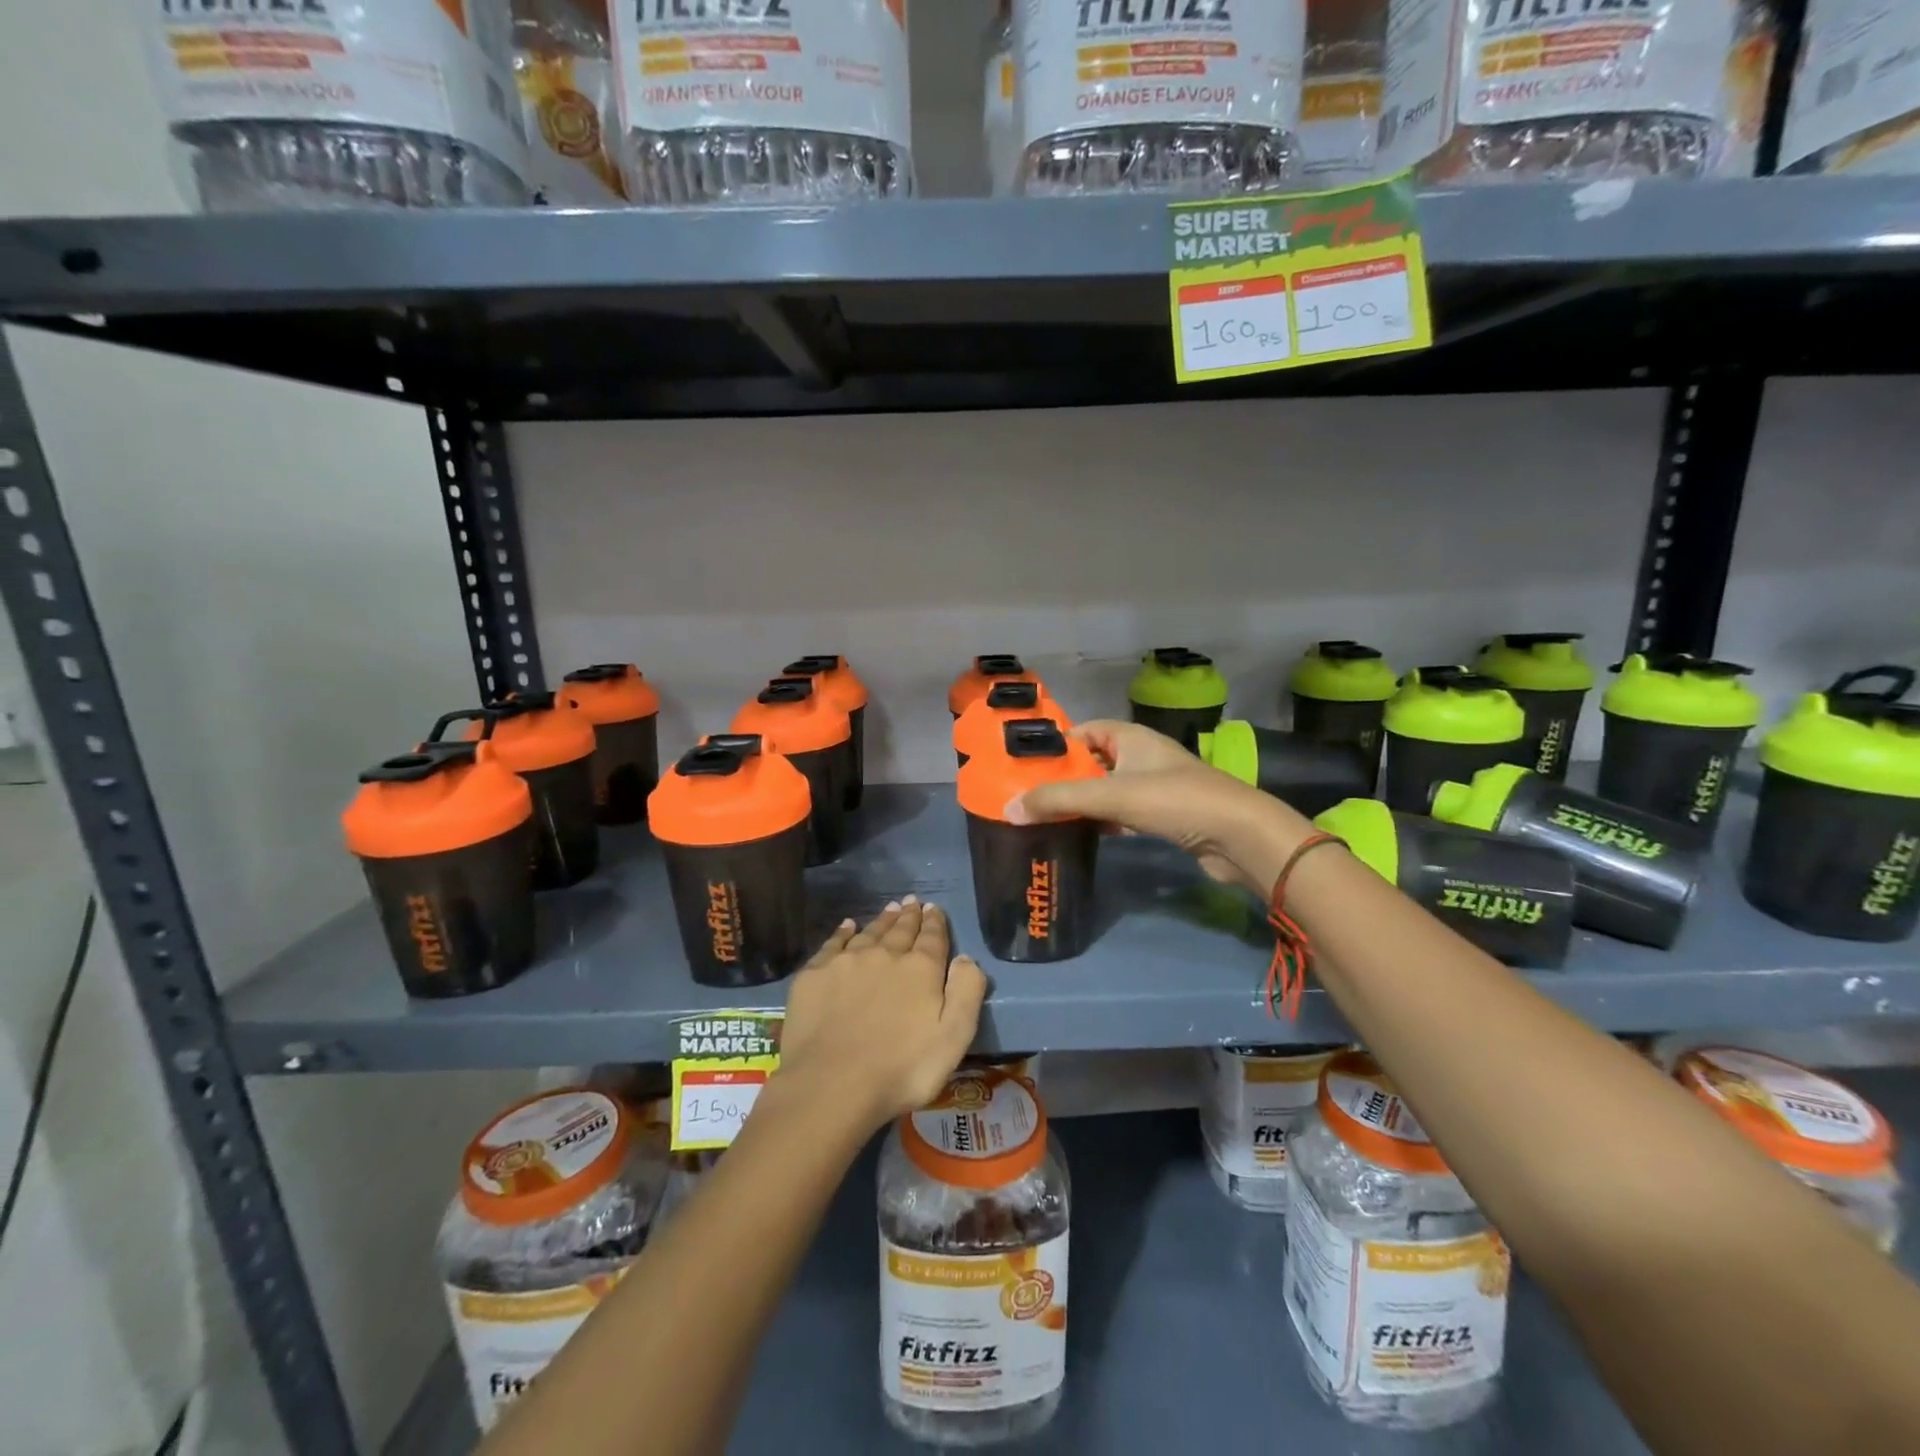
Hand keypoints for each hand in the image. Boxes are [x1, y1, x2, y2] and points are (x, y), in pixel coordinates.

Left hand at [774, 898, 988, 1132]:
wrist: (831, 1085)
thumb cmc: (901, 1070)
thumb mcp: (953, 1039)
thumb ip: (966, 993)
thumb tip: (966, 958)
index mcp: (920, 969)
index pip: (932, 937)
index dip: (935, 922)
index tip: (934, 909)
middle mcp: (885, 955)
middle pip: (900, 930)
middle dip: (909, 916)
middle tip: (912, 902)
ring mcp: (846, 962)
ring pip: (869, 932)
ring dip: (882, 920)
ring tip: (890, 908)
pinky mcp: (815, 974)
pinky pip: (833, 943)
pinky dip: (843, 932)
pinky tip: (847, 926)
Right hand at [1007, 719, 1312, 894]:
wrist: (1239, 836)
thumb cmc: (1174, 800)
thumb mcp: (1111, 795)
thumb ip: (1059, 800)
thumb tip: (1009, 809)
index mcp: (1131, 737)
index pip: (1085, 731)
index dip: (1058, 746)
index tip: (1027, 767)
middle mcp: (1142, 756)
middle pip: (1093, 762)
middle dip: (1065, 778)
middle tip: (1030, 797)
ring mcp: (1155, 786)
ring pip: (1108, 790)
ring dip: (1083, 803)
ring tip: (1047, 818)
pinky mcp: (1165, 815)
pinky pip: (1123, 813)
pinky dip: (1104, 821)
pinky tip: (1085, 835)